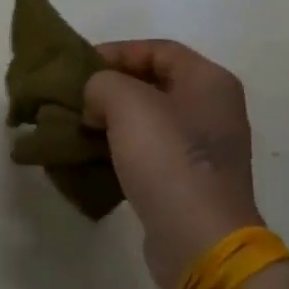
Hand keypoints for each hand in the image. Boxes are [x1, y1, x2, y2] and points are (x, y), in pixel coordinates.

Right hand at [83, 41, 262, 288]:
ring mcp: (205, 149)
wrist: (199, 239)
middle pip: (154, 83)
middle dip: (112, 88)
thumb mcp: (127, 104)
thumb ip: (103, 83)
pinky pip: (151, 153)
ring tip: (78, 127)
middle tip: (75, 97)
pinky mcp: (190, 182)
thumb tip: (96, 100)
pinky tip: (95, 157)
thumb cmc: (168, 160)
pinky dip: (122, 149)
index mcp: (209, 81)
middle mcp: (213, 109)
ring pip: (150, 120)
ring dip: (113, 120)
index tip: (79, 67)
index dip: (117, 52)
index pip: (158, 49)